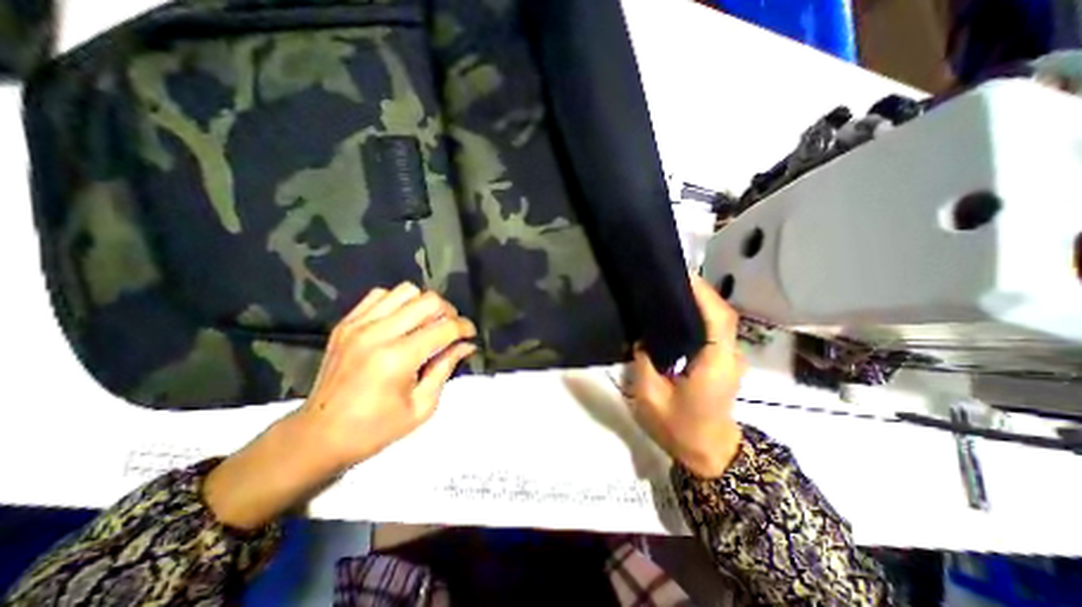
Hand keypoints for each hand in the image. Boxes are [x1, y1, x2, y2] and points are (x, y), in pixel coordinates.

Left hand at [201, 282, 472, 528]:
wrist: (317, 436)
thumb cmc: (375, 429)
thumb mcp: (422, 406)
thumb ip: (445, 368)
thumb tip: (466, 345)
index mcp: (398, 359)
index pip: (444, 328)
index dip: (465, 328)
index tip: (471, 335)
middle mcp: (378, 333)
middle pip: (428, 300)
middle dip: (449, 312)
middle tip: (451, 330)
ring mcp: (358, 324)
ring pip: (406, 291)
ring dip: (424, 305)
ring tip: (426, 324)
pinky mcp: (346, 323)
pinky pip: (381, 295)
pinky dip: (398, 303)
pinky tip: (401, 322)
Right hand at [631, 274, 749, 477]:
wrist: (709, 453)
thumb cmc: (680, 429)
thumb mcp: (651, 397)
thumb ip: (645, 362)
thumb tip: (642, 338)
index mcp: (715, 364)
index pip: (718, 319)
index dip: (703, 293)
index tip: (681, 275)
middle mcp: (729, 356)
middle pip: (722, 314)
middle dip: (700, 292)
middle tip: (670, 279)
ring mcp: (730, 358)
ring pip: (721, 320)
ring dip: (702, 301)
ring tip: (672, 290)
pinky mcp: (724, 361)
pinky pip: (716, 330)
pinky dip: (702, 314)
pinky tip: (679, 313)